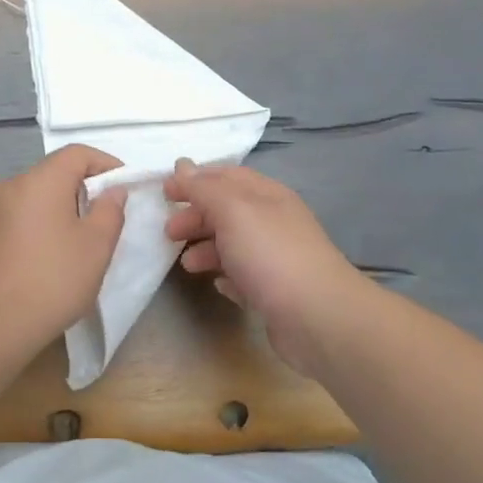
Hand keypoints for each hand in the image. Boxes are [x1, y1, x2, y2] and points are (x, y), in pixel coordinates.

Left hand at [0, 145, 127, 354]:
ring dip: (63, 208)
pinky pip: (21, 215)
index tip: (125, 189)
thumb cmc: (53, 279)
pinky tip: (52, 255)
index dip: (107, 164)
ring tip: (82, 240)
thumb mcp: (97, 246)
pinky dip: (42, 223)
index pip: (78, 153)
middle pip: (55, 172)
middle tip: (107, 217)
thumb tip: (112, 191)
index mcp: (40, 180)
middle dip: (85, 188)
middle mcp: (12, 185)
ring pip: (37, 195)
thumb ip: (110, 210)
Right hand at [163, 160, 374, 374]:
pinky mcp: (276, 292)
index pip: (226, 176)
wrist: (318, 317)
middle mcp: (274, 222)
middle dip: (196, 216)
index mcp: (267, 196)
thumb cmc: (270, 255)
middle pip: (228, 211)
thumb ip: (205, 188)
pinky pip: (245, 276)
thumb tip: (183, 165)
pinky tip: (217, 284)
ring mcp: (277, 258)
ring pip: (234, 244)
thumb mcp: (233, 210)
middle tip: (168, 233)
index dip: (194, 180)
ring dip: (206, 248)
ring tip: (187, 265)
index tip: (164, 192)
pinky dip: (226, 275)